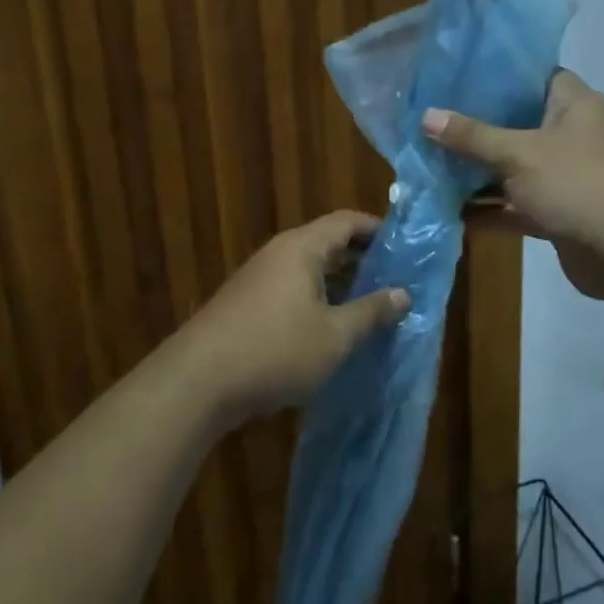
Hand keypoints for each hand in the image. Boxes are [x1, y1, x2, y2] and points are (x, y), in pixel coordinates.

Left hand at [180, 211, 409, 425]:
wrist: (198, 382)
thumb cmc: (276, 350)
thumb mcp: (335, 336)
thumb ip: (371, 312)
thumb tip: (404, 294)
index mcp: (302, 248)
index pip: (346, 222)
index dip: (378, 230)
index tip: (406, 248)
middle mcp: (278, 254)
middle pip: (327, 243)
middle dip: (362, 260)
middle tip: (394, 280)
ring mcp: (257, 279)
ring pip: (308, 270)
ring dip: (339, 284)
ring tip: (369, 307)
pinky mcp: (245, 304)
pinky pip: (291, 290)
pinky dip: (316, 300)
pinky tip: (328, 330)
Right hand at [423, 70, 603, 305]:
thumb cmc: (580, 184)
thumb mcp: (519, 154)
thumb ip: (472, 136)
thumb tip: (426, 116)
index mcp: (572, 103)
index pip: (530, 76)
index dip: (493, 75)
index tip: (451, 77)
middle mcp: (570, 134)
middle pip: (515, 124)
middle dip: (473, 128)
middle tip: (426, 123)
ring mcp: (565, 176)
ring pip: (512, 168)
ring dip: (475, 173)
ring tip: (425, 166)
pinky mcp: (559, 213)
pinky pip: (516, 205)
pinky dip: (489, 209)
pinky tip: (447, 211)